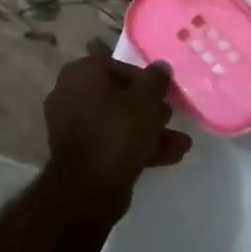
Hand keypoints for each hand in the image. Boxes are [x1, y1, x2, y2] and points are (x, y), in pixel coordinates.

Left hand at [43, 57, 193, 211]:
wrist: (90, 187)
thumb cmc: (118, 129)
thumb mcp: (147, 98)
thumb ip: (156, 78)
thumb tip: (160, 67)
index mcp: (80, 73)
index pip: (116, 65)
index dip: (143, 78)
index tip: (163, 91)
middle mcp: (69, 95)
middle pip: (117, 95)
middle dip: (148, 107)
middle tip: (170, 115)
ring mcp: (72, 127)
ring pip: (117, 122)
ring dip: (148, 130)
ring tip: (181, 142)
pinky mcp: (80, 155)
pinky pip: (111, 142)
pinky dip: (136, 147)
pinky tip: (171, 156)